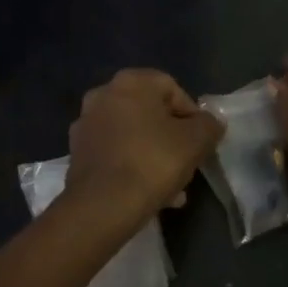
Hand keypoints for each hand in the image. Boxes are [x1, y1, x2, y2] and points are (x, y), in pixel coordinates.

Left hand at [63, 69, 224, 238]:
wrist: (102, 204)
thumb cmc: (153, 162)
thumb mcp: (196, 141)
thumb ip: (209, 125)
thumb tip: (210, 122)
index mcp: (131, 82)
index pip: (172, 88)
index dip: (192, 114)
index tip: (201, 142)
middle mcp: (103, 94)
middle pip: (150, 113)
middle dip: (171, 138)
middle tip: (187, 164)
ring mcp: (86, 123)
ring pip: (132, 135)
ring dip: (153, 155)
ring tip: (173, 188)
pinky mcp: (77, 152)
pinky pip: (114, 153)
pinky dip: (132, 166)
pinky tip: (149, 194)